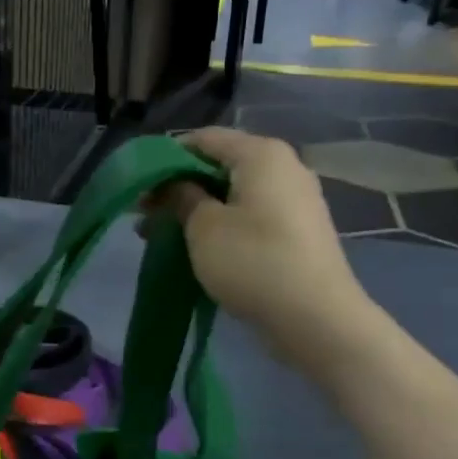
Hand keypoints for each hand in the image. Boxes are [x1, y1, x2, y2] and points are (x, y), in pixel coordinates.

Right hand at [153, 128, 372, 364]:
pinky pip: (251, 215)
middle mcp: (284, 167)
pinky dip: (222, 225)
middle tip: (145, 214)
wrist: (317, 320)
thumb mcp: (203, 227)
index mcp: (261, 154)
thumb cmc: (253, 261)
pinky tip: (197, 247)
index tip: (140, 185)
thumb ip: (181, 196)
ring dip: (197, 210)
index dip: (167, 158)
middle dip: (179, 187)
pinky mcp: (299, 231)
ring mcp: (296, 200)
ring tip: (162, 235)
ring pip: (234, 194)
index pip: (204, 138)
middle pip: (220, 166)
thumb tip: (174, 184)